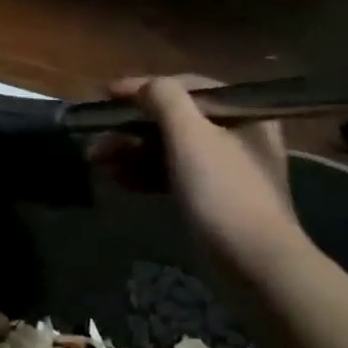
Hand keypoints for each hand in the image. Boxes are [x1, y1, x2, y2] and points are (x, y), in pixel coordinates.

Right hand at [94, 75, 308, 277]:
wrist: (252, 263)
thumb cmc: (223, 191)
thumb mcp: (191, 136)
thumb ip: (165, 99)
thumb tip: (141, 85)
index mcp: (243, 114)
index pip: (188, 87)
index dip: (144, 87)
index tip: (107, 95)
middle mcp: (236, 136)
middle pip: (174, 119)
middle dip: (130, 127)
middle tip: (96, 136)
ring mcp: (222, 170)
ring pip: (167, 149)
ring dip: (129, 151)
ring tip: (95, 160)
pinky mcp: (208, 198)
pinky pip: (169, 175)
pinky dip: (142, 173)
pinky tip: (115, 179)